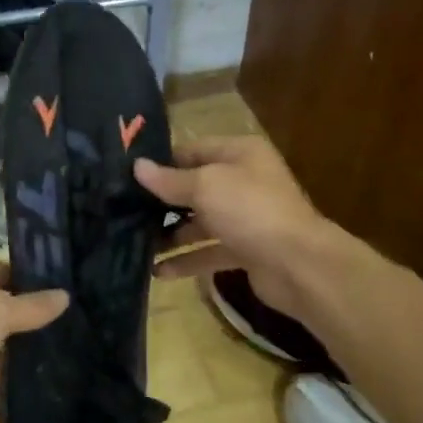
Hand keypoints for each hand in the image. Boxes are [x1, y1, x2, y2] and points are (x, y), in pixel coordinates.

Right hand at [135, 134, 327, 316]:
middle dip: (162, 202)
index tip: (128, 176)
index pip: (193, 151)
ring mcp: (246, 218)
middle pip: (195, 188)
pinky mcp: (245, 250)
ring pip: (200, 223)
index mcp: (240, 154)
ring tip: (136, 244)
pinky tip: (158, 271)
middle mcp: (244, 181)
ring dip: (171, 234)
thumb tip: (137, 167)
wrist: (298, 264)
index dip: (162, 162)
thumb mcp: (205, 186)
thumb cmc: (250, 210)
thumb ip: (169, 180)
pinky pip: (209, 252)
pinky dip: (186, 260)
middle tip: (124, 212)